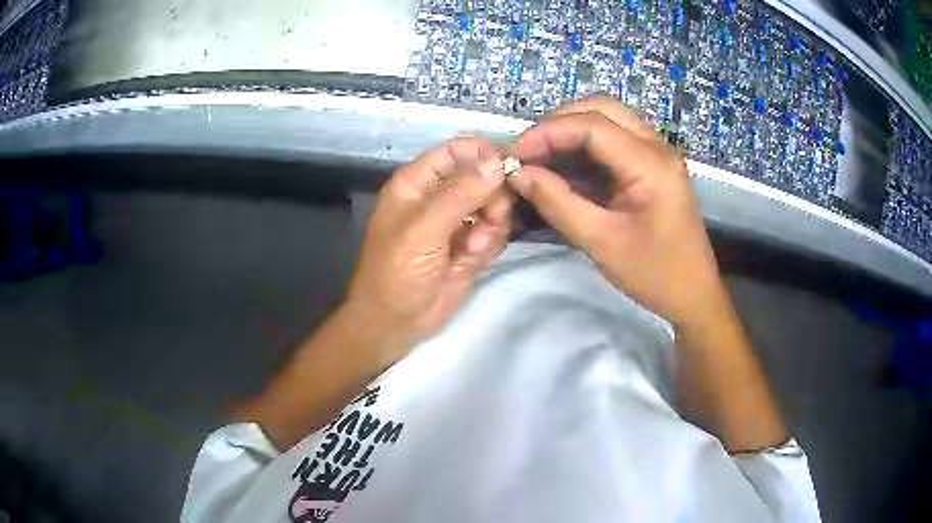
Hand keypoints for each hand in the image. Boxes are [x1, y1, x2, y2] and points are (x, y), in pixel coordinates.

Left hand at [343, 137, 511, 363]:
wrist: (396, 323)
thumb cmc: (396, 273)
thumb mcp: (423, 230)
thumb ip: (460, 194)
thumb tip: (497, 162)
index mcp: (417, 182)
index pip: (456, 150)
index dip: (483, 153)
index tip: (509, 167)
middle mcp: (439, 196)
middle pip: (483, 176)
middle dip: (492, 197)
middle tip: (491, 218)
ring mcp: (457, 222)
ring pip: (494, 205)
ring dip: (492, 225)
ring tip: (473, 247)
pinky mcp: (471, 246)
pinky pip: (495, 232)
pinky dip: (490, 244)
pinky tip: (472, 260)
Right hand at [506, 96, 725, 328]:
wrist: (693, 294)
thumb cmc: (654, 274)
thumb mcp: (601, 242)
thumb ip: (558, 203)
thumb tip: (518, 174)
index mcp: (651, 164)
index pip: (592, 125)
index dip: (548, 132)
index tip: (515, 155)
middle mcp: (658, 147)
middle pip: (601, 109)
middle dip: (559, 123)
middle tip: (529, 151)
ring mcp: (658, 153)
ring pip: (608, 119)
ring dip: (571, 131)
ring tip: (540, 158)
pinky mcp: (653, 165)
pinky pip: (615, 140)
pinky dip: (585, 147)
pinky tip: (564, 168)